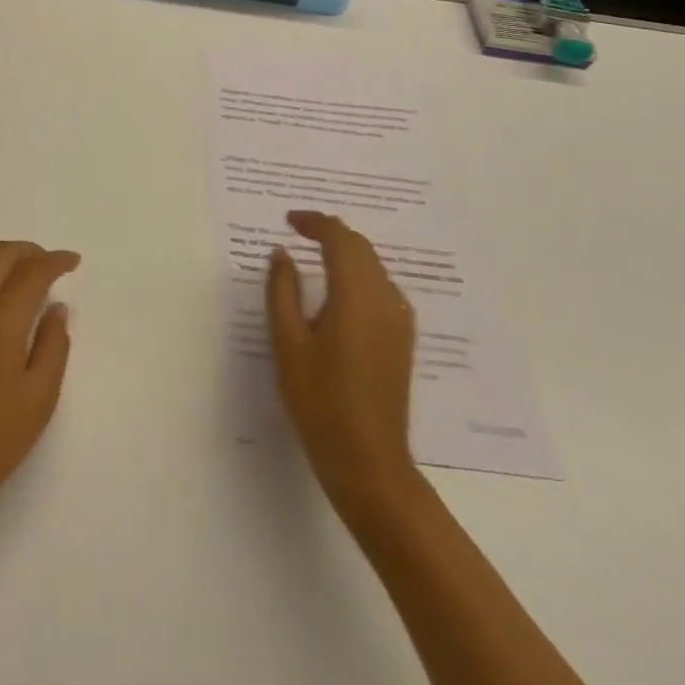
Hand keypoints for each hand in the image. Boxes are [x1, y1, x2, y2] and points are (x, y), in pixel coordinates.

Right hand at [266, 210, 416, 517]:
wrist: (370, 463)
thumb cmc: (320, 402)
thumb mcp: (288, 344)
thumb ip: (282, 291)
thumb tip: (282, 253)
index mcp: (356, 295)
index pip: (340, 238)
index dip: (315, 222)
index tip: (288, 221)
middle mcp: (385, 299)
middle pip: (361, 247)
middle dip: (330, 232)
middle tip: (298, 231)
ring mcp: (399, 320)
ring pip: (373, 266)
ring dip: (346, 252)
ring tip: (314, 254)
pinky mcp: (402, 338)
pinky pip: (381, 288)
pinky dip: (358, 274)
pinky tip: (338, 290)